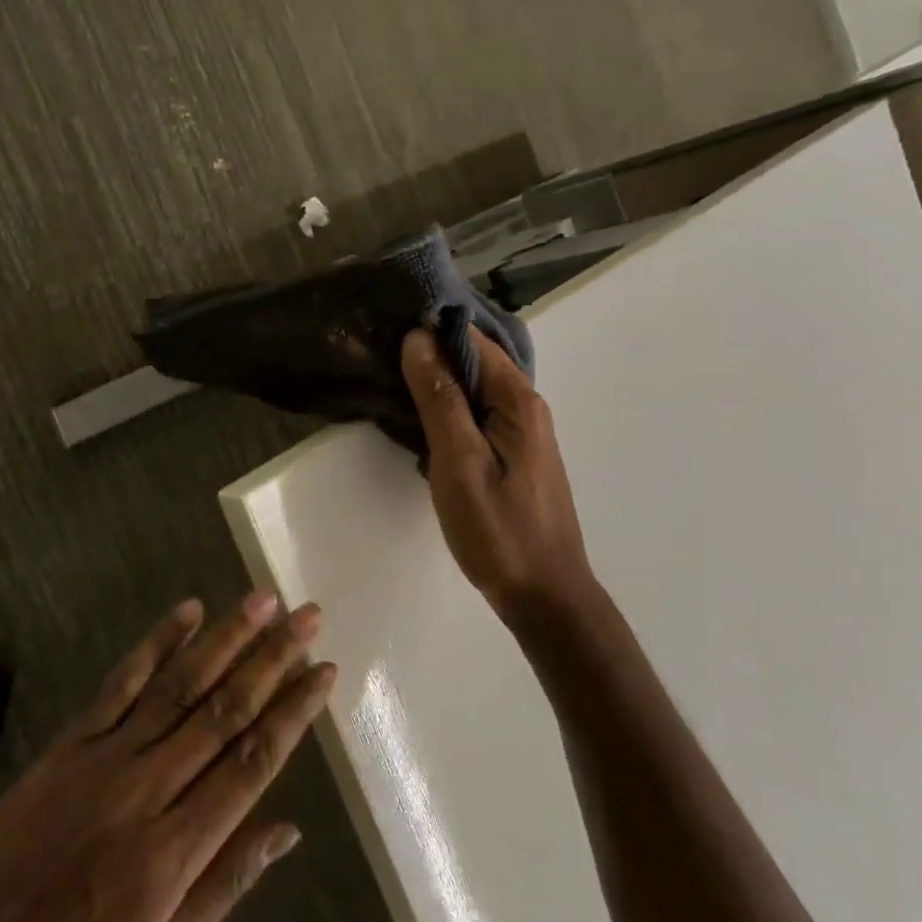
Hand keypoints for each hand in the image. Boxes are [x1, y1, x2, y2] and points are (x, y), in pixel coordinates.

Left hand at [0, 594, 333, 921]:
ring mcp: (105, 758)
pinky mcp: (70, 742)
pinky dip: (155, 643)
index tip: (325, 671)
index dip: (293, 713)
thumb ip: (225, 887)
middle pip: (223, 710)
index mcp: (174, 854)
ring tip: (262, 599)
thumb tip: (289, 830)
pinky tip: (186, 611)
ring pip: (179, 685)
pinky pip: (121, 683)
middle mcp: (147, 791)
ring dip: (225, 637)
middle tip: (308, 614)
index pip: (251, 763)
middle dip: (272, 658)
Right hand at [402, 327, 592, 622]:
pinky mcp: (511, 452)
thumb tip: (418, 339)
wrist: (544, 597)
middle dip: (428, 351)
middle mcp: (524, 405)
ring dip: (434, 379)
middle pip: (473, 359)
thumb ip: (440, 399)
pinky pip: (474, 411)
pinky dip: (445, 406)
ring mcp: (520, 430)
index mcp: (517, 400)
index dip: (429, 328)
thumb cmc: (499, 530)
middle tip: (377, 350)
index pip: (471, 340)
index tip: (385, 325)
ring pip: (472, 386)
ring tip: (386, 376)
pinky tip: (415, 415)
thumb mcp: (460, 462)